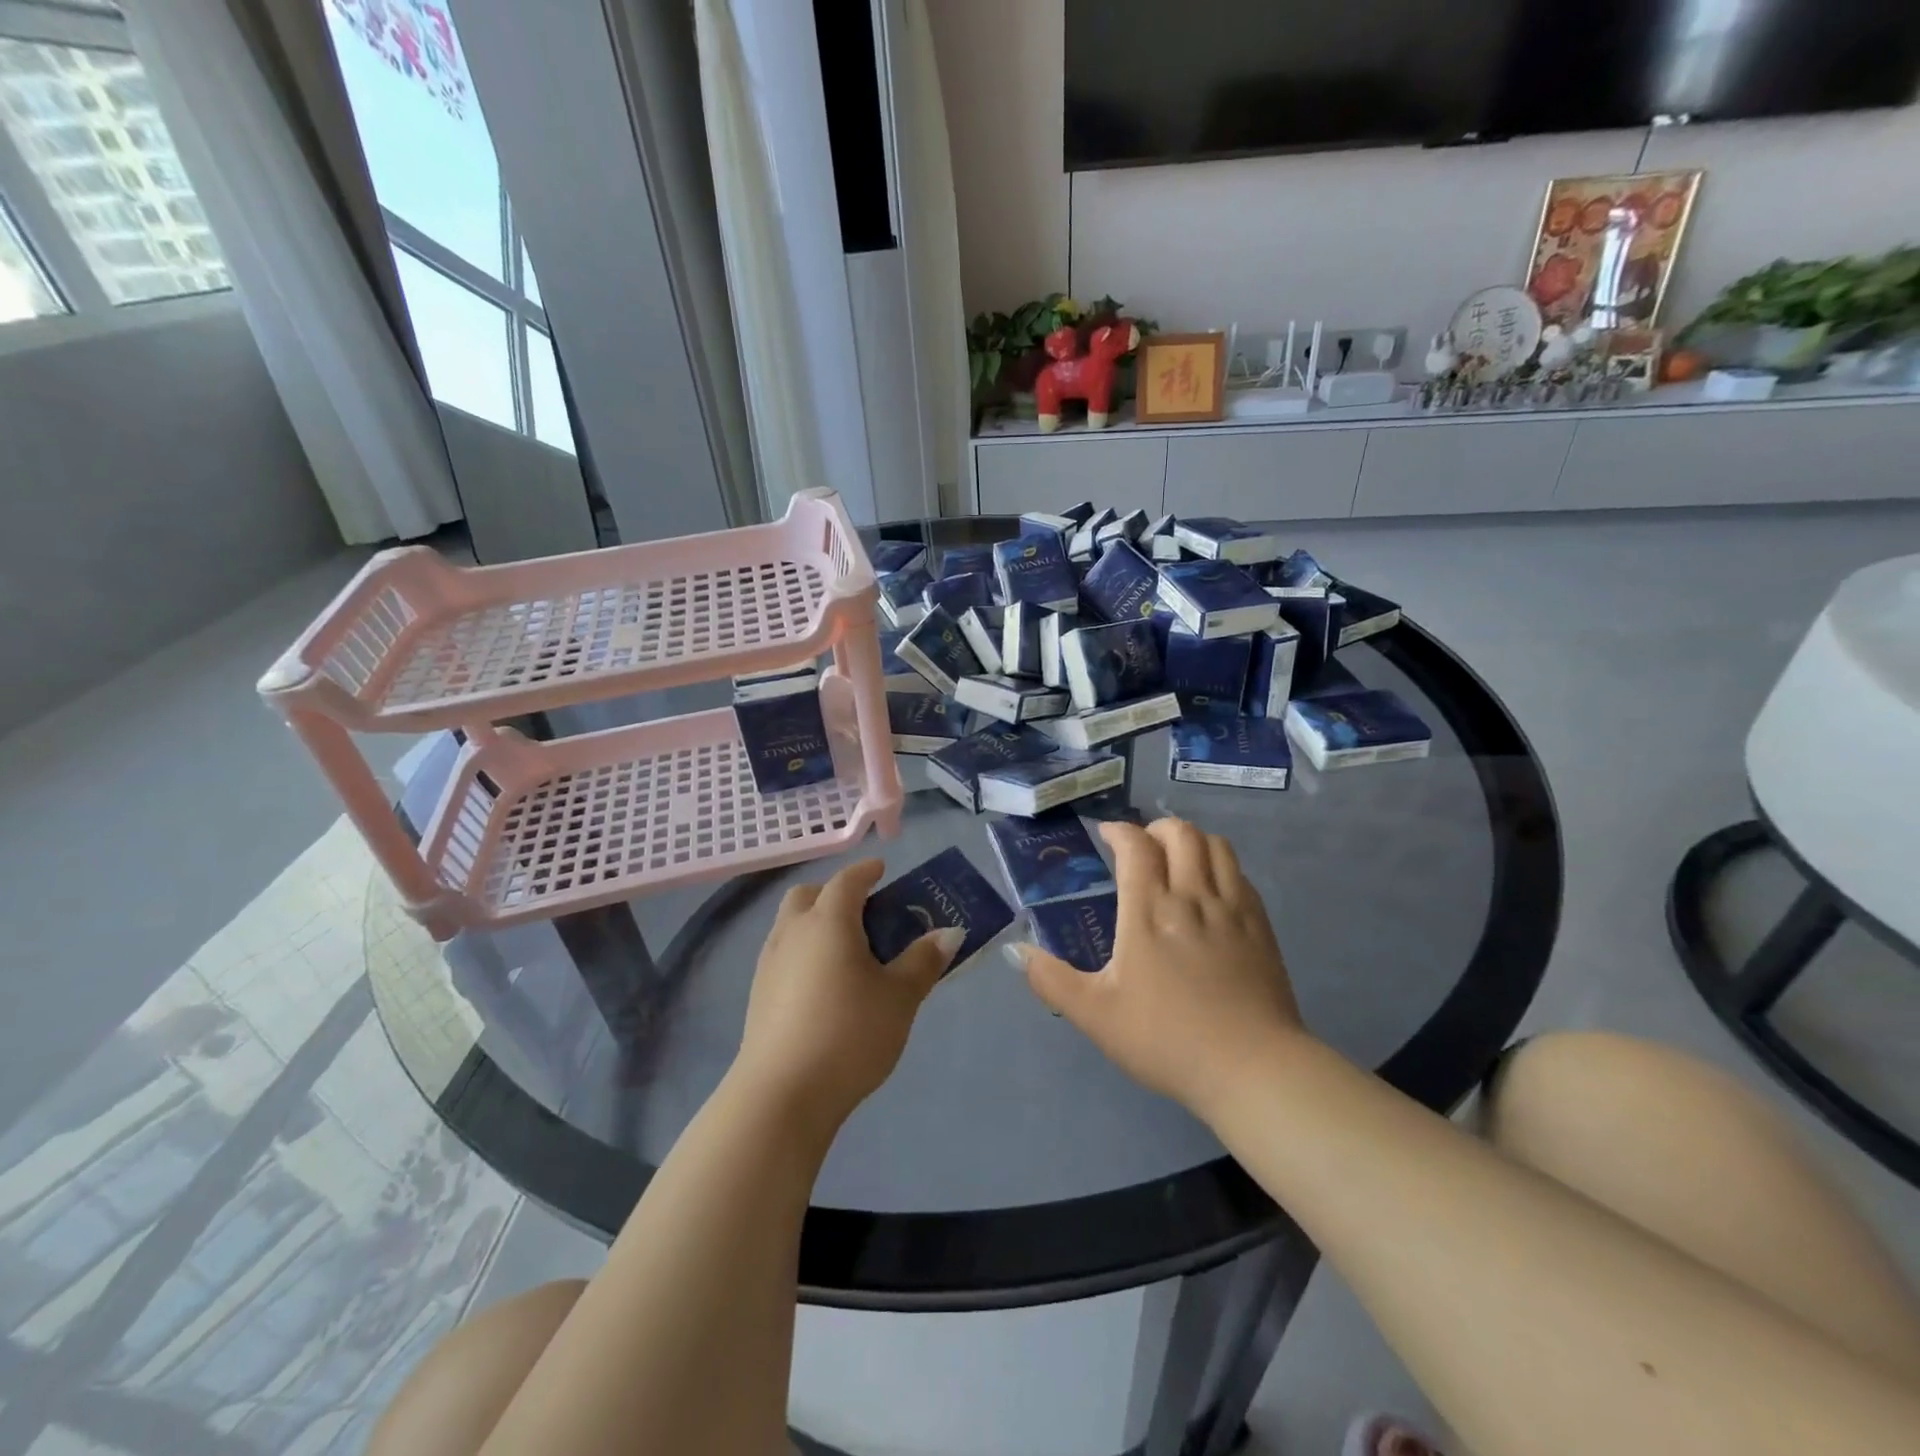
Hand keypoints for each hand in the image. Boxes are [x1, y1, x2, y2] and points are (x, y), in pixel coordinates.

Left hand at [735, 859, 961, 1135]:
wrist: (782, 1094)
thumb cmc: (849, 1034)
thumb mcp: (900, 998)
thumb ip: (923, 961)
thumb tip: (950, 932)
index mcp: (828, 921)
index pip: (847, 880)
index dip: (867, 871)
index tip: (882, 870)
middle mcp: (793, 931)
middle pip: (809, 895)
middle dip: (834, 893)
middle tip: (864, 913)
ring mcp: (769, 963)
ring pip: (791, 924)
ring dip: (816, 922)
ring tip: (847, 952)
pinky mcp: (757, 994)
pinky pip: (783, 953)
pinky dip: (804, 951)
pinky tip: (823, 985)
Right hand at [1011, 818, 1305, 1116]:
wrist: (1251, 1068)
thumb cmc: (1166, 1038)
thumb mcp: (1096, 1015)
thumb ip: (1051, 980)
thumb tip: (1016, 952)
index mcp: (1149, 910)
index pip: (1136, 845)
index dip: (1119, 831)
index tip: (1106, 836)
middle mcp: (1192, 896)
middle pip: (1180, 833)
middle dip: (1156, 829)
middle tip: (1141, 849)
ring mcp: (1232, 909)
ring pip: (1215, 846)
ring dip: (1191, 840)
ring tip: (1176, 860)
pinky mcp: (1260, 927)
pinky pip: (1240, 875)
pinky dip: (1220, 866)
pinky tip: (1211, 890)